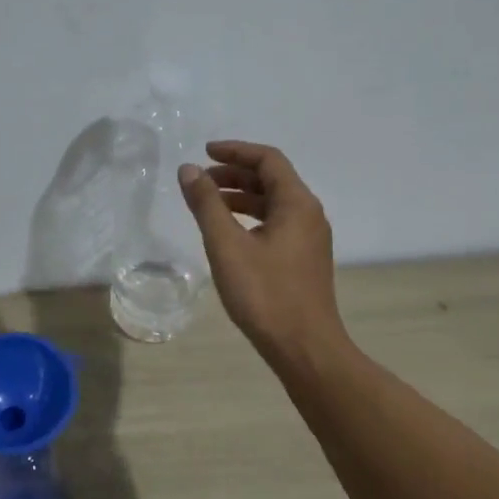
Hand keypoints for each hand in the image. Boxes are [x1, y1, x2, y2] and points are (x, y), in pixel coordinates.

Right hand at [178, 141, 348, 371]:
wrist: (304, 348)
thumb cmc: (265, 294)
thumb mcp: (227, 245)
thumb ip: (206, 204)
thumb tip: (188, 170)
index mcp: (297, 204)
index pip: (268, 160)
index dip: (235, 151)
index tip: (204, 153)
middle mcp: (309, 214)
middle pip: (272, 179)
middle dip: (235, 174)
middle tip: (201, 181)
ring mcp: (309, 239)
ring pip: (273, 204)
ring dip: (241, 197)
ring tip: (208, 205)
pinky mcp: (304, 260)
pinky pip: (276, 224)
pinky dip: (250, 218)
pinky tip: (229, 234)